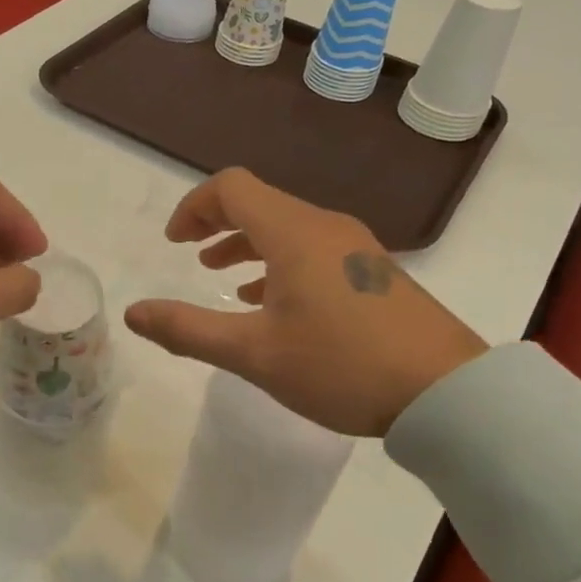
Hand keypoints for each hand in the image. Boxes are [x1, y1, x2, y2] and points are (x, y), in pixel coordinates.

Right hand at [124, 169, 485, 436]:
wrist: (448, 394)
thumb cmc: (342, 366)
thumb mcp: (254, 354)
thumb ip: (188, 330)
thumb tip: (132, 313)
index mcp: (293, 233)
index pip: (232, 188)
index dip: (194, 207)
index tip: (174, 243)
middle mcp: (325, 227)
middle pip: (260, 202)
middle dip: (217, 223)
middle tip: (189, 253)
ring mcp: (356, 248)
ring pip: (287, 227)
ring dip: (247, 243)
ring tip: (221, 276)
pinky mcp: (374, 273)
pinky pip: (313, 250)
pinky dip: (279, 262)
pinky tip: (272, 302)